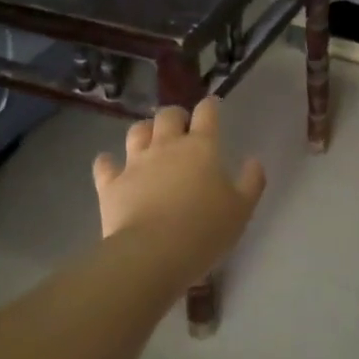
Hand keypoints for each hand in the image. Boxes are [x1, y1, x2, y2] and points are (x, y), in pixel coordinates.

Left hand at [93, 98, 266, 278]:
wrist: (154, 253)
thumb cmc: (205, 230)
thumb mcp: (242, 209)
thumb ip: (251, 181)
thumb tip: (253, 161)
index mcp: (202, 148)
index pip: (206, 113)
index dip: (209, 106)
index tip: (211, 106)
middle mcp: (167, 146)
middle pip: (168, 115)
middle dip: (175, 116)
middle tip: (181, 126)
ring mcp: (135, 163)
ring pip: (136, 132)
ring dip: (144, 131)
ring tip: (149, 140)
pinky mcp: (111, 184)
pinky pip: (105, 164)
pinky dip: (107, 162)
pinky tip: (109, 165)